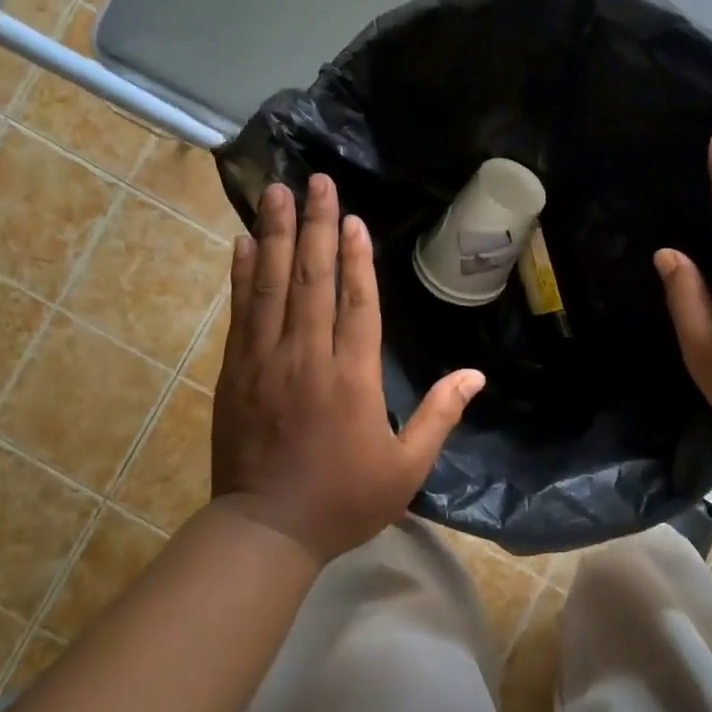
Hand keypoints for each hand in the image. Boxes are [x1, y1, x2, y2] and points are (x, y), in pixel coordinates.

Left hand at [213, 175, 484, 564]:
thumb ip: (440, 415)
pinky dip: (242, 274)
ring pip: (272, 285)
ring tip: (275, 193)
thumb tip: (475, 375)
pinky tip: (244, 244)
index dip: (356, 257)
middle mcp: (308, 356)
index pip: (357, 302)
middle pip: (312, 278)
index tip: (352, 217)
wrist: (266, 530)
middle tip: (315, 182)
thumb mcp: (407, 466)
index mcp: (352, 377)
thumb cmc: (344, 499)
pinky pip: (241, 312)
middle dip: (314, 226)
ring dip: (275, 235)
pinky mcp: (235, 372)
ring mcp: (265, 361)